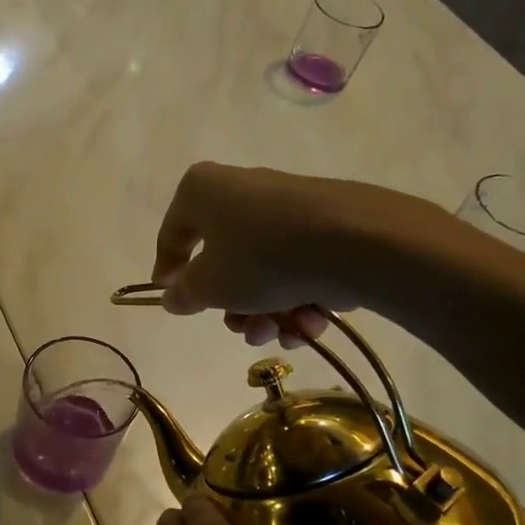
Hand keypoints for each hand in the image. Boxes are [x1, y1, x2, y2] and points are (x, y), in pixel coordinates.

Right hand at [151, 161, 448, 347]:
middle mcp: (243, 189)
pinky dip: (298, 297)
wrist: (357, 242)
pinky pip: (297, 264)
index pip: (172, 233)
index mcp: (203, 191)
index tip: (172, 299)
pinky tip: (310, 324)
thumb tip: (172, 295)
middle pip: (223, 257)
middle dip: (232, 305)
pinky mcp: (326, 223)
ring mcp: (288, 205)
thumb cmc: (262, 257)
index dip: (167, 271)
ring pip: (263, 267)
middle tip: (242, 330)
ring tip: (280, 334)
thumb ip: (185, 293)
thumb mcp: (210, 286)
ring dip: (266, 310)